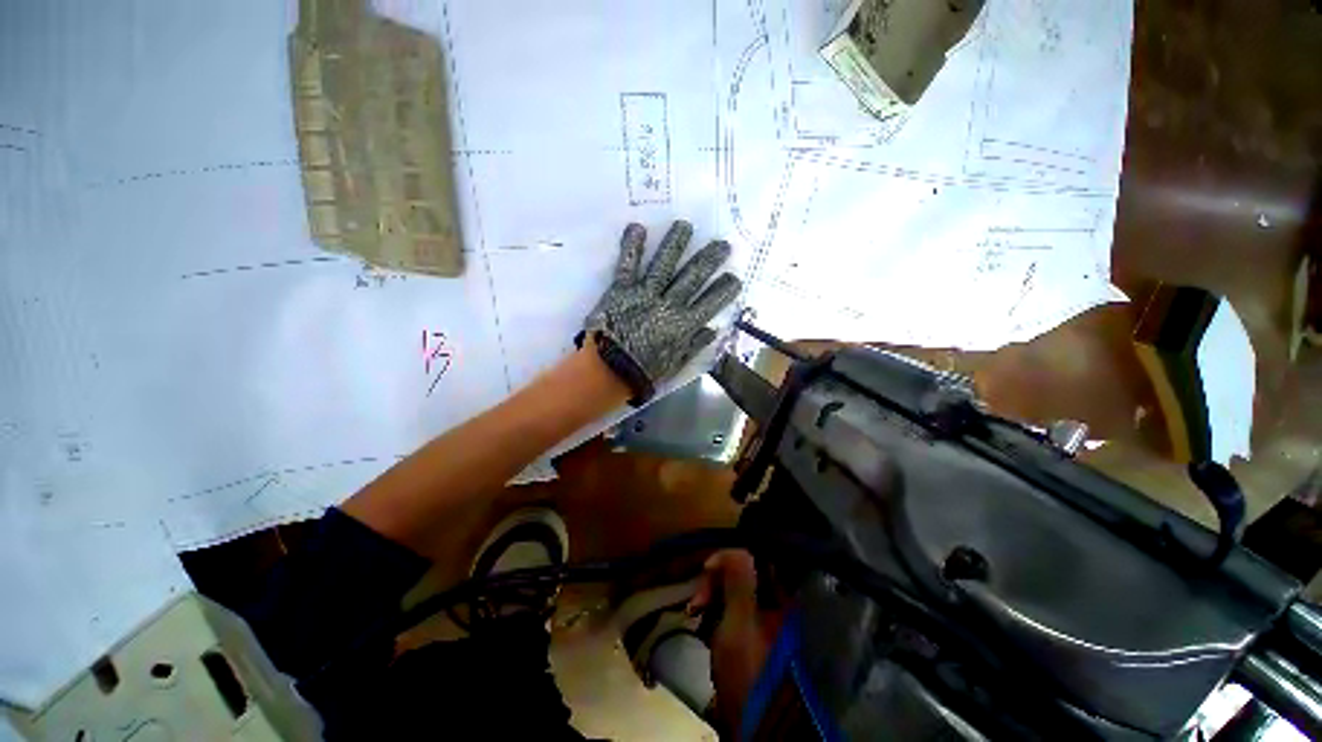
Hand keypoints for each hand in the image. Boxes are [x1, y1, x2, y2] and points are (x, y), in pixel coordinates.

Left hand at [582, 221, 741, 402]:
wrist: (610, 372)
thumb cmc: (644, 372)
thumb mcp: (676, 364)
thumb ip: (695, 345)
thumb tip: (713, 330)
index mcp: (684, 325)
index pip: (710, 303)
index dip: (724, 290)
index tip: (735, 278)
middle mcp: (669, 305)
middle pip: (693, 277)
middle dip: (709, 259)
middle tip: (722, 244)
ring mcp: (645, 294)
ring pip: (664, 264)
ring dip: (676, 243)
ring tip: (685, 226)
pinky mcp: (622, 290)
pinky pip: (628, 265)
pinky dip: (631, 246)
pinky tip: (637, 227)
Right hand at [688, 550, 784, 735]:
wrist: (752, 722)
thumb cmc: (748, 668)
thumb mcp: (741, 620)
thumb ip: (739, 579)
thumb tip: (732, 546)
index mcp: (780, 598)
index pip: (755, 560)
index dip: (730, 558)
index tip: (708, 569)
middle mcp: (774, 605)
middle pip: (742, 575)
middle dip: (715, 581)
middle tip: (697, 599)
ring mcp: (761, 623)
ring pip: (733, 593)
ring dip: (712, 596)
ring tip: (695, 610)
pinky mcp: (748, 638)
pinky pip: (729, 610)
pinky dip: (714, 612)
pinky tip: (700, 621)